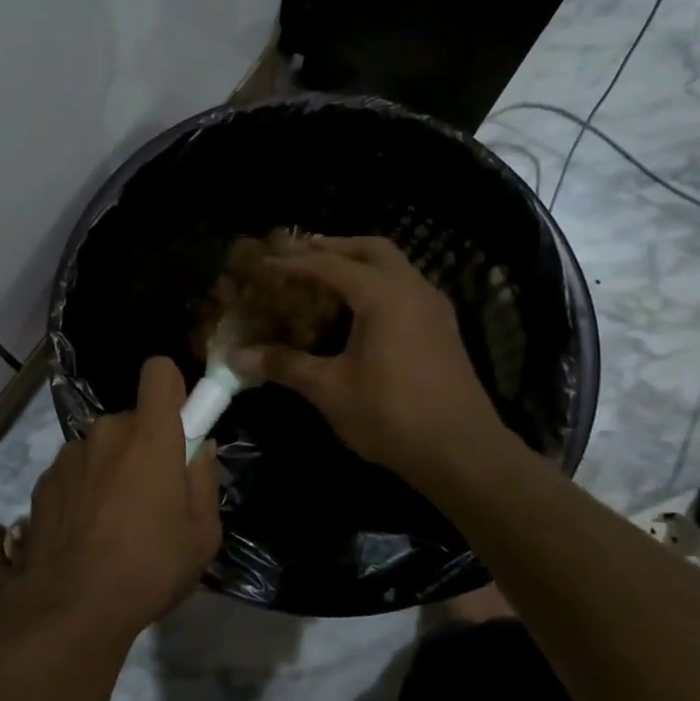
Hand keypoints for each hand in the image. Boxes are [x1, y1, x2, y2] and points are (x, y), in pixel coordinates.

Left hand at [17, 357, 222, 637]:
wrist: (70, 605)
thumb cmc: (149, 567)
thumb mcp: (202, 534)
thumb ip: (204, 480)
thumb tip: (198, 450)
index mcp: (150, 435)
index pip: (159, 371)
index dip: (172, 388)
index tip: (180, 421)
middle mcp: (106, 431)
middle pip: (133, 419)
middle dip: (146, 445)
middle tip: (154, 495)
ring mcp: (70, 454)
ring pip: (103, 447)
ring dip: (113, 468)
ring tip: (116, 522)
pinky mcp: (45, 479)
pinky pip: (77, 470)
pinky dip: (85, 488)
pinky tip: (87, 532)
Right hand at [230, 235, 512, 485]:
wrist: (463, 453)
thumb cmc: (391, 414)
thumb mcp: (329, 390)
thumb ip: (284, 365)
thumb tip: (237, 357)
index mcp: (383, 295)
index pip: (329, 265)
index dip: (293, 262)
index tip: (263, 262)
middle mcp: (412, 289)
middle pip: (371, 249)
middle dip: (333, 247)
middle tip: (299, 255)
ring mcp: (433, 307)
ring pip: (394, 266)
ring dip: (359, 263)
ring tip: (325, 278)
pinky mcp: (443, 328)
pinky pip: (406, 287)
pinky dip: (377, 283)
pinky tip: (359, 310)